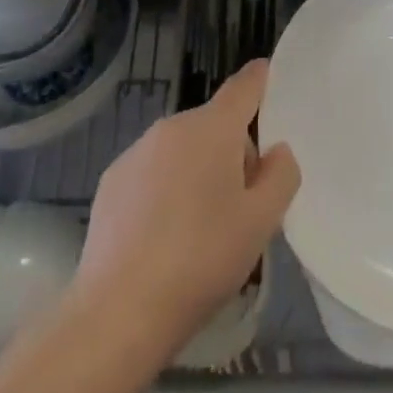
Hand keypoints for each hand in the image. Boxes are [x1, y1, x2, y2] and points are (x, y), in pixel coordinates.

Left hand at [69, 60, 299, 356]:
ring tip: (203, 228)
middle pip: (216, 124)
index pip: (245, 85)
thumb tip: (275, 151)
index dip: (264, 79)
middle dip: (234, 150)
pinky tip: (165, 236)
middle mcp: (171, 127)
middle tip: (244, 204)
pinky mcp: (111, 182)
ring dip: (200, 170)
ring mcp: (135, 153)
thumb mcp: (262, 221)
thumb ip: (281, 175)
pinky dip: (167, 189)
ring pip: (184, 149)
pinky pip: (154, 171)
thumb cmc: (202, 259)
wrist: (119, 312)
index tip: (274, 81)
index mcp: (212, 128)